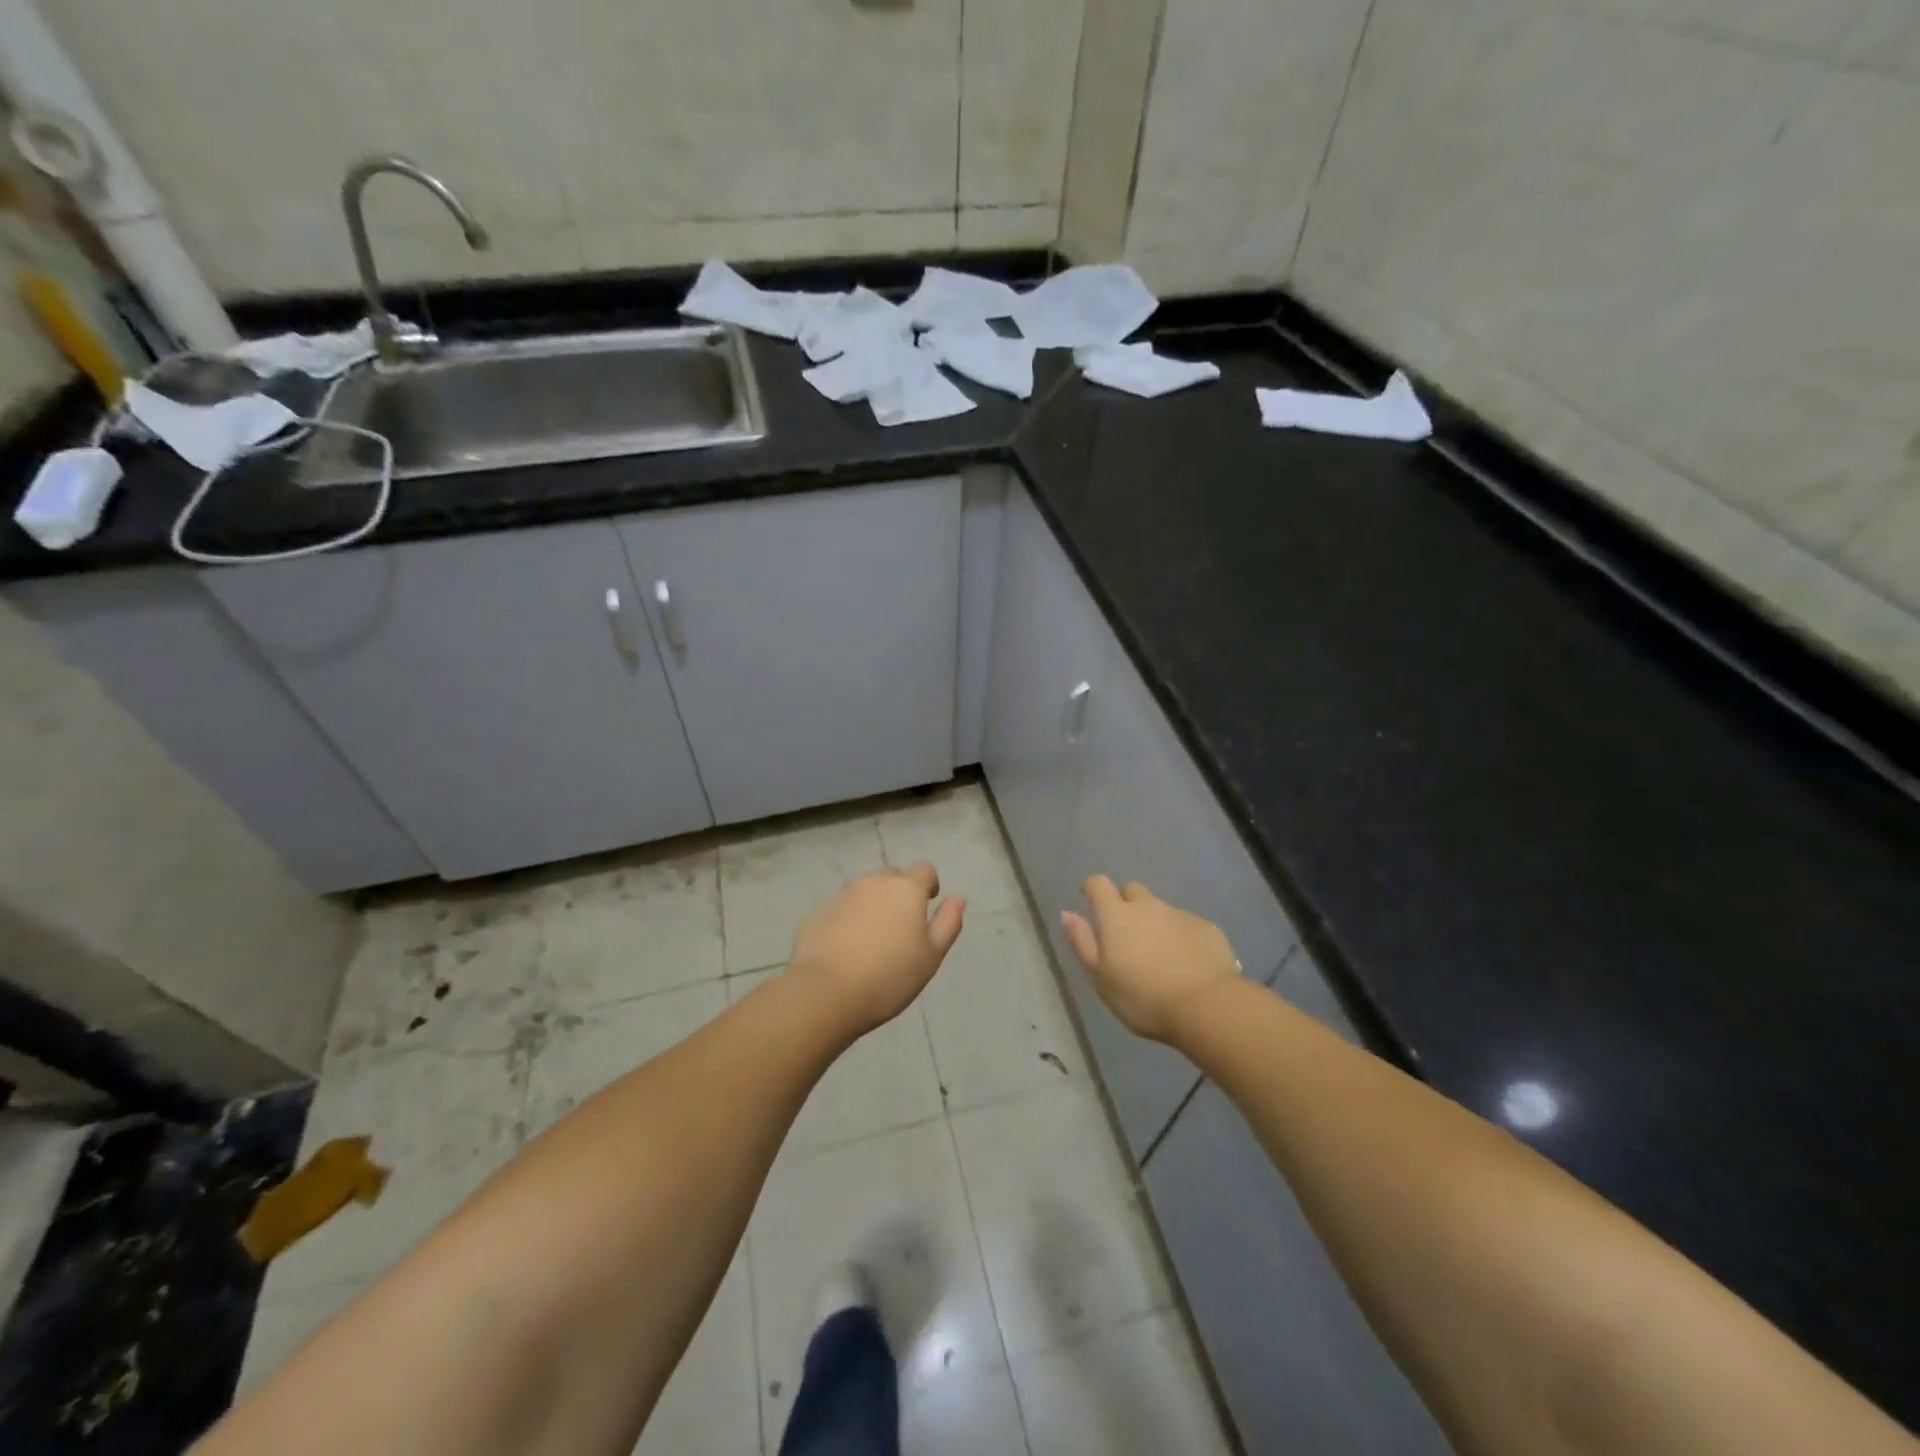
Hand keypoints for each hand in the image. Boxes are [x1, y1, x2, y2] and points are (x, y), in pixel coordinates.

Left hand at [788, 864, 965, 1033]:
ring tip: (872, 939)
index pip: (925, 871)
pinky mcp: (819, 912)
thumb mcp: (931, 956)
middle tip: (900, 927)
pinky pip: (842, 908)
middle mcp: (874, 882)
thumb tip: (957, 899)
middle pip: (893, 877)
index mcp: (906, 889)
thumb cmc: (889, 976)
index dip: (929, 886)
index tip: (927, 907)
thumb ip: (948, 923)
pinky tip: (846, 948)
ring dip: (873, 905)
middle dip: (899, 894)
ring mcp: (843, 895)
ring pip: (865, 891)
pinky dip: (849, 919)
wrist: (825, 992)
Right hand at [1061, 876, 1240, 1042]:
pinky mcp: (1207, 928)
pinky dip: (1181, 938)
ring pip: (1161, 910)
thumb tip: (1067, 913)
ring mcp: (1180, 914)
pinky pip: (1187, 925)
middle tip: (1127, 935)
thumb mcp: (1100, 977)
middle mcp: (1148, 906)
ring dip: (1155, 924)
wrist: (1207, 1007)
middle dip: (1126, 904)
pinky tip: (1187, 964)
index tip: (1090, 902)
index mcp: (1117, 915)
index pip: (1098, 884)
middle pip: (1132, 891)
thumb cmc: (1143, 997)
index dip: (1092, 889)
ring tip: (1159, 957)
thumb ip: (1082, 942)